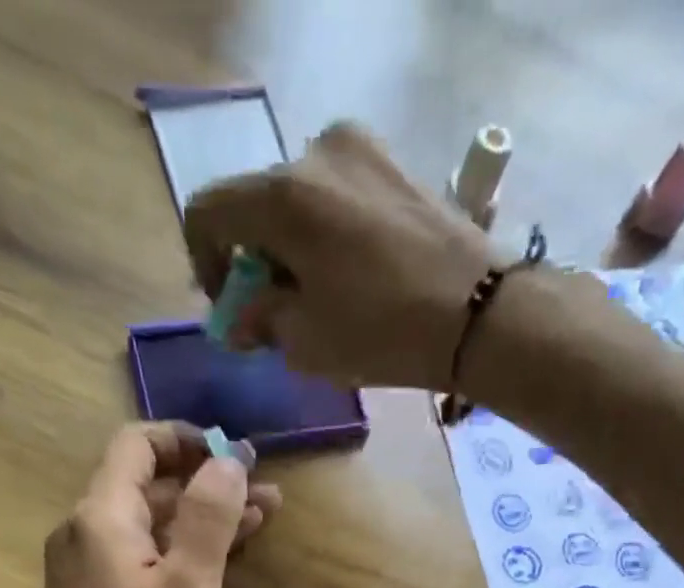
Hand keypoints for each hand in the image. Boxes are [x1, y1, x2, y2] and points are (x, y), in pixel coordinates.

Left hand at [30, 423, 279, 587]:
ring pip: (148, 523)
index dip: (186, 440)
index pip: (137, 444)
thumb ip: (210, 517)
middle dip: (207, 484)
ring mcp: (85, 564)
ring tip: (260, 520)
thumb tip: (228, 460)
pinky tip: (218, 559)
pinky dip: (177, 549)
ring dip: (199, 518)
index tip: (233, 455)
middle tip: (264, 494)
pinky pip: (139, 554)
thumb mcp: (189, 587)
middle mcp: (85, 529)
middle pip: (148, 485)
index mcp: (102, 516)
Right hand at [183, 123, 499, 390]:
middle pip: (255, 203)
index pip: (208, 211)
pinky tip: (352, 274)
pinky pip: (337, 193)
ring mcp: (360, 150)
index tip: (230, 304)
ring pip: (298, 198)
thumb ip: (261, 321)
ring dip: (292, 245)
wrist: (478, 312)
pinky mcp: (393, 162)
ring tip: (320, 296)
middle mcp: (315, 153)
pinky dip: (326, 231)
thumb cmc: (382, 332)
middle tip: (275, 309)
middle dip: (253, 258)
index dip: (204, 262)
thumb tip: (240, 317)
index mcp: (282, 196)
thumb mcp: (306, 341)